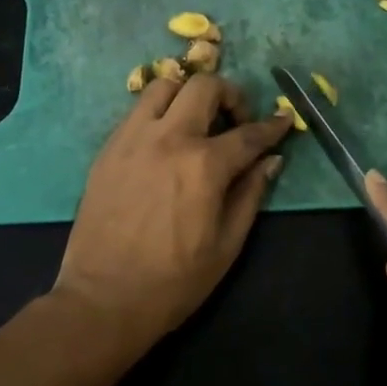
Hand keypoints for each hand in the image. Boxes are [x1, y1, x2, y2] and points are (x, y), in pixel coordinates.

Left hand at [54, 72, 292, 350]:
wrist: (103, 300)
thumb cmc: (174, 280)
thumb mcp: (227, 244)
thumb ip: (251, 194)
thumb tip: (271, 160)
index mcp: (204, 165)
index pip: (249, 133)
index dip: (272, 126)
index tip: (283, 120)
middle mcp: (168, 138)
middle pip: (204, 86)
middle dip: (230, 95)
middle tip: (235, 121)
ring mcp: (132, 139)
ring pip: (164, 86)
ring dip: (188, 95)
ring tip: (196, 122)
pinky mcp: (107, 149)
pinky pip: (137, 111)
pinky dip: (159, 113)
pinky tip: (165, 142)